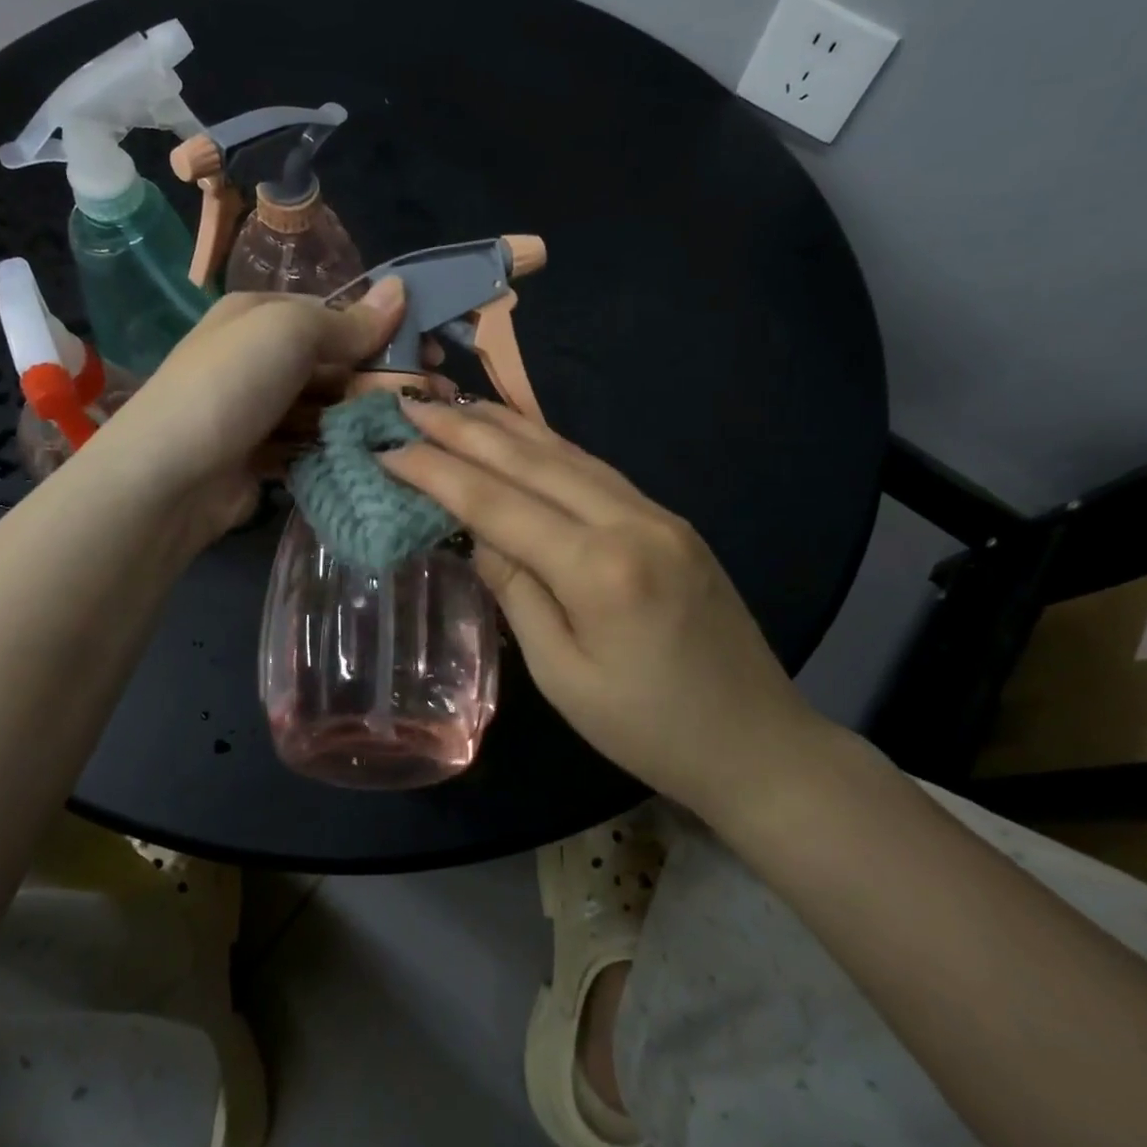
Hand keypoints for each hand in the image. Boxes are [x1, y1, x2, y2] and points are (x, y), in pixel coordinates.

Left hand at [88, 281, 406, 540]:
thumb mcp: (290, 333)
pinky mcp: (263, 457)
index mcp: (262, 315)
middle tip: (435, 397)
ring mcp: (260, 411)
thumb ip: (348, 321)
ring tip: (414, 430)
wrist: (169, 476)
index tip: (430, 350)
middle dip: (382, 378)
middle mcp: (260, 358)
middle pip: (335, 363)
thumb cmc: (231, 385)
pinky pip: (312, 446)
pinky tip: (376, 457)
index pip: (334, 315)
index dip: (384, 330)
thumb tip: (401, 289)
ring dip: (367, 417)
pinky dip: (340, 450)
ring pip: (328, 408)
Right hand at [382, 398, 837, 818]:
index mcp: (599, 569)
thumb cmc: (648, 730)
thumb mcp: (562, 675)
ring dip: (505, 426)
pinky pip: (595, 470)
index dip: (438, 473)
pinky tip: (522, 436)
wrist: (757, 742)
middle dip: (465, 429)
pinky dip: (547, 447)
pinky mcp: (670, 520)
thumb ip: (517, 592)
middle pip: (531, 461)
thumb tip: (480, 532)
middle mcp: (630, 521)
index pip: (498, 504)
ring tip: (456, 404)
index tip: (389, 448)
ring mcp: (658, 514)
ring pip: (566, 453)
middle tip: (411, 404)